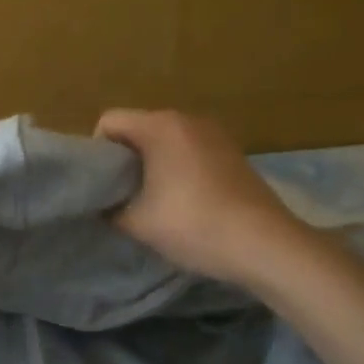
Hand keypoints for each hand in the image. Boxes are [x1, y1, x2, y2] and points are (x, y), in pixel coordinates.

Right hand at [95, 109, 303, 284]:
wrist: (266, 245)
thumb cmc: (194, 225)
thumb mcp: (137, 223)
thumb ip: (109, 209)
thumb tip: (102, 204)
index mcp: (160, 126)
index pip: (109, 121)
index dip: (97, 151)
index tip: (103, 185)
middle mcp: (187, 119)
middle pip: (139, 128)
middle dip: (125, 158)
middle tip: (123, 195)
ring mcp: (215, 133)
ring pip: (166, 140)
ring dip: (153, 164)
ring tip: (154, 201)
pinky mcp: (234, 152)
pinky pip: (191, 150)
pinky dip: (179, 168)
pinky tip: (186, 201)